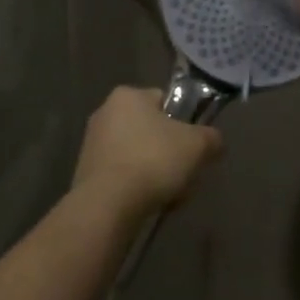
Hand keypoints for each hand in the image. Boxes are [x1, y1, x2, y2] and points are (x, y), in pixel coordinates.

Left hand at [71, 86, 222, 218]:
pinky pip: (122, 174)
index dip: (183, 123)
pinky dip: (136, 185)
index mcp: (128, 95)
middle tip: (184, 172)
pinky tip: (147, 203)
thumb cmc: (153, 161)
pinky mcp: (86, 172)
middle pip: (151, 130)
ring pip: (138, 154)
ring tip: (169, 194)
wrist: (107, 205)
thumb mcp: (197, 145)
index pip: (164, 101)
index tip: (192, 146)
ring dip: (155, 171)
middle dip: (169, 151)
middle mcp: (105, 112)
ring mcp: (92, 143)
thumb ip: (212, 137)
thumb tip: (214, 141)